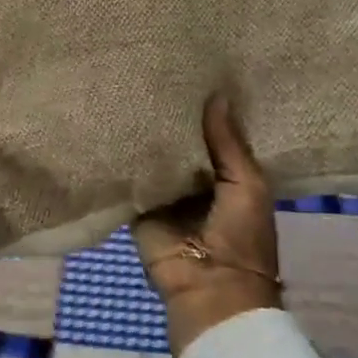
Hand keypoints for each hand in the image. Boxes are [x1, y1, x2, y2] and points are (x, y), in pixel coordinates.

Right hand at [132, 95, 280, 357]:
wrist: (209, 288)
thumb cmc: (241, 237)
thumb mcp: (247, 184)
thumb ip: (229, 143)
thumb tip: (217, 94)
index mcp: (228, 177)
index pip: (213, 136)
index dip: (205, 110)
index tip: (192, 70)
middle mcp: (195, 182)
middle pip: (180, 144)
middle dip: (170, 117)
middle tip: (153, 71)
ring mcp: (165, 194)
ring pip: (154, 157)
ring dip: (145, 134)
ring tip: (129, 86)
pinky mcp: (138, 205)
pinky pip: (130, 176)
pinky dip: (123, 157)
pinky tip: (110, 122)